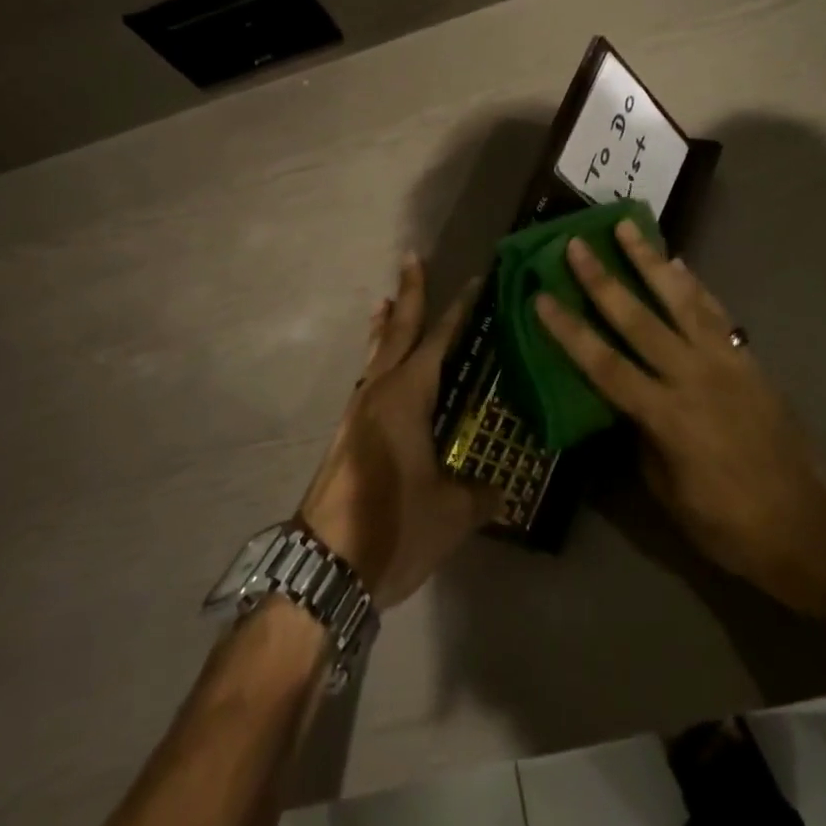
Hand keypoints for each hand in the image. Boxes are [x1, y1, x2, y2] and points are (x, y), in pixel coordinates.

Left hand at [299, 256, 502, 610]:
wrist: (325, 565)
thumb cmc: (393, 526)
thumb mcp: (452, 513)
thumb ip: (481, 494)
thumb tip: (501, 490)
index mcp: (407, 396)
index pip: (439, 341)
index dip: (458, 311)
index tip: (473, 280)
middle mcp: (379, 393)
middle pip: (396, 333)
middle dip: (409, 296)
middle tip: (412, 260)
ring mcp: (357, 413)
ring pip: (376, 355)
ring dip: (386, 327)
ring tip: (388, 301)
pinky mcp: (347, 436)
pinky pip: (368, 381)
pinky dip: (377, 360)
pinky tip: (383, 372)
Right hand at [533, 220, 825, 594]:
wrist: (805, 525)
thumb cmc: (726, 522)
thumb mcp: (666, 491)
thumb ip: (641, 436)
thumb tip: (624, 401)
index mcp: (665, 416)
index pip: (604, 364)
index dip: (569, 331)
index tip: (542, 298)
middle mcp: (692, 377)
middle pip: (638, 318)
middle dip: (603, 279)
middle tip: (577, 244)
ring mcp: (724, 362)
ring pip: (680, 300)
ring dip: (650, 261)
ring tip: (628, 227)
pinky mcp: (747, 359)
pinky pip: (716, 312)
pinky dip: (695, 285)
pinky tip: (680, 263)